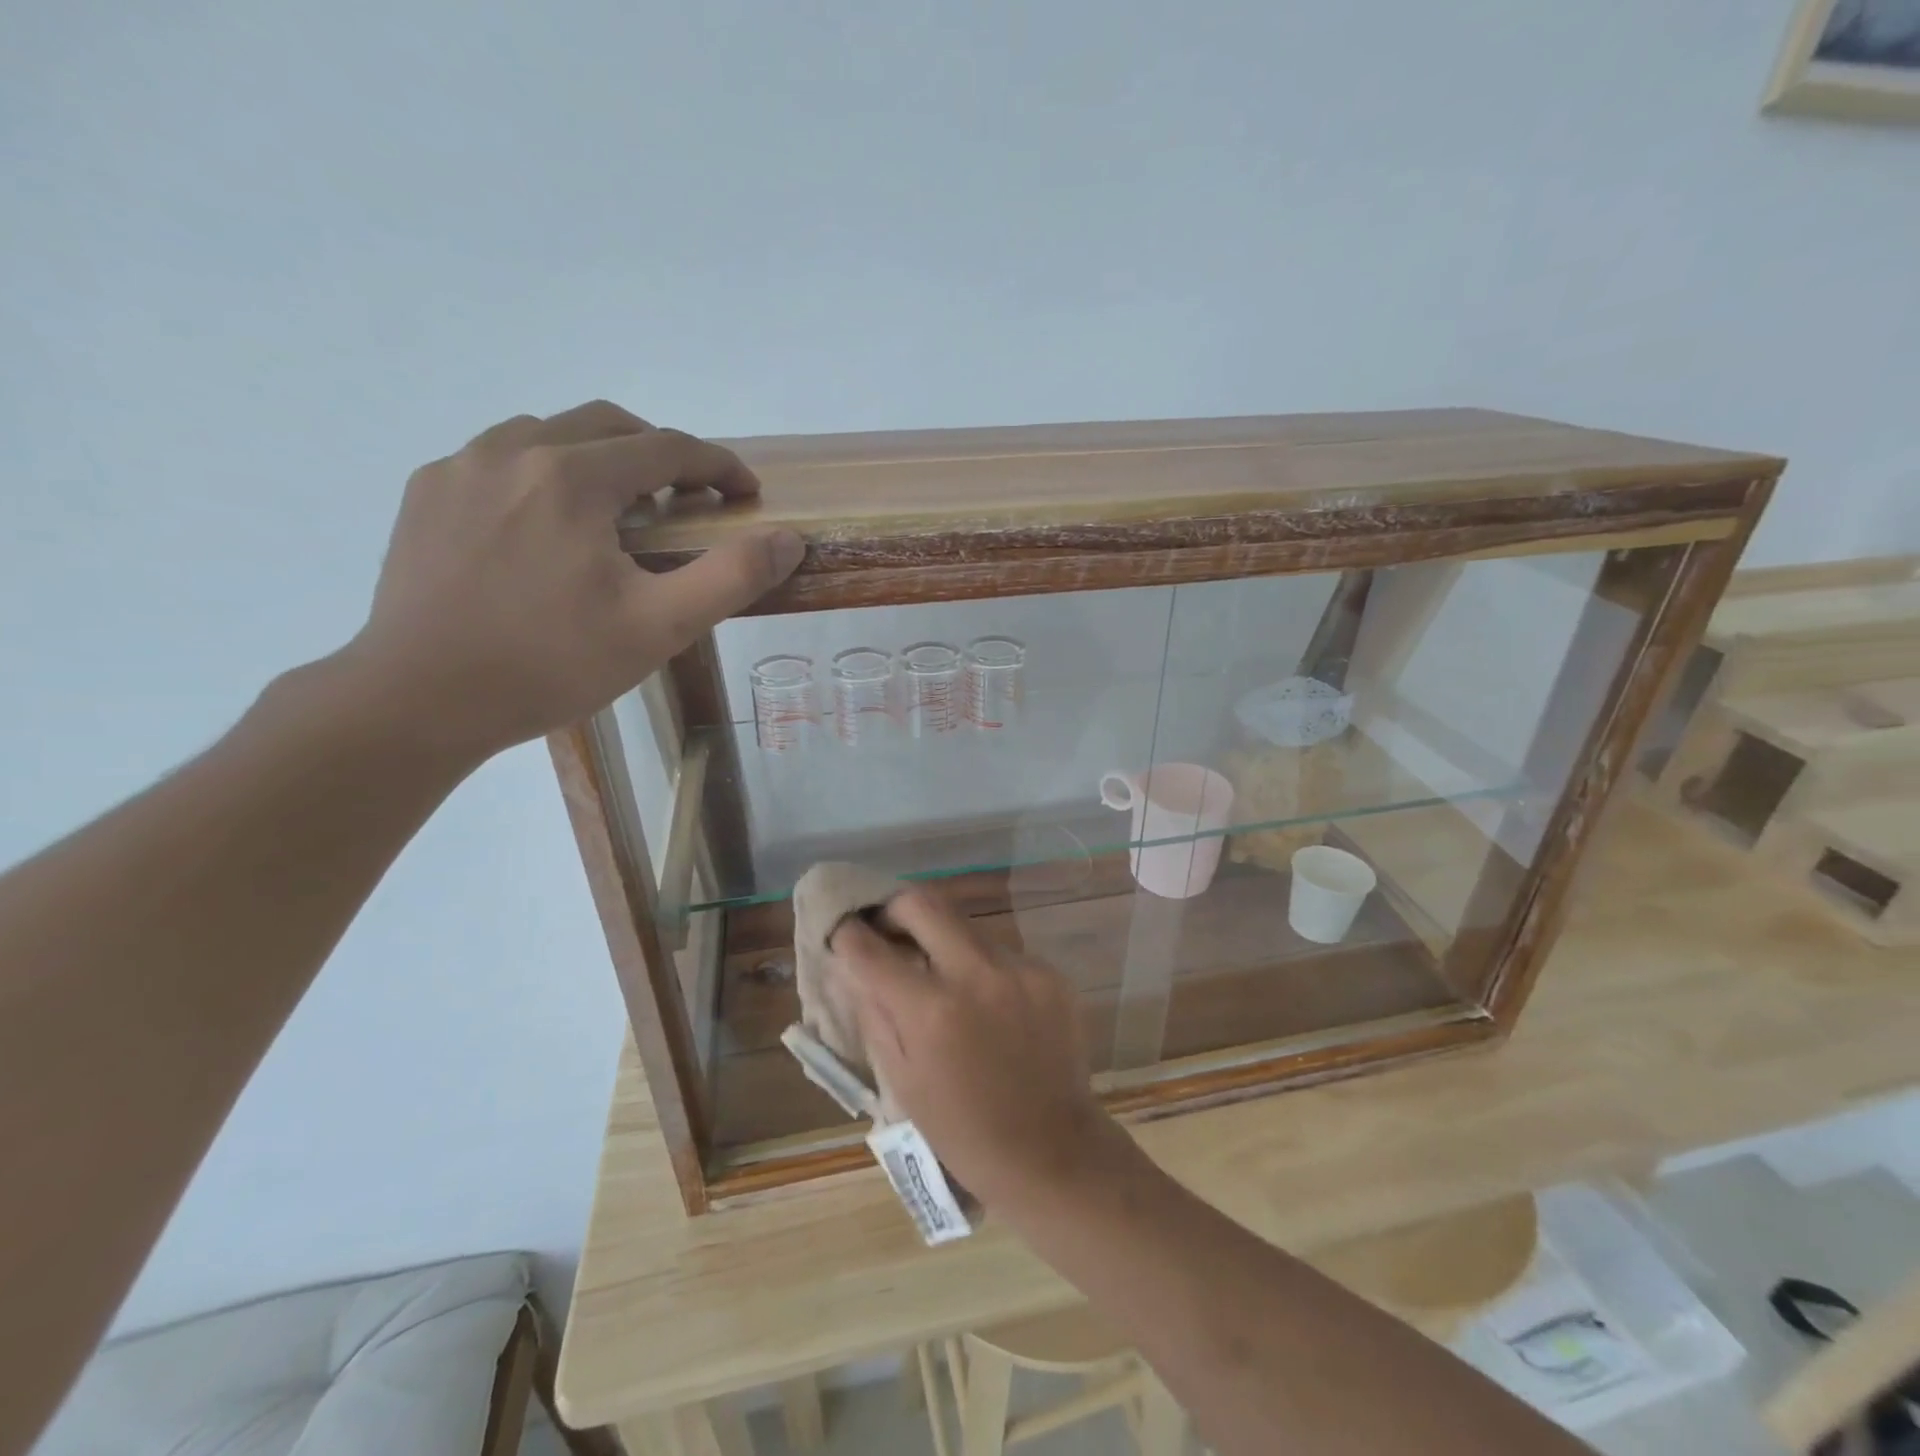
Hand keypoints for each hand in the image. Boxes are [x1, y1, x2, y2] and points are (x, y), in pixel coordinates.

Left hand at [342, 402, 802, 759]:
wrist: (419, 699)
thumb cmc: (551, 664)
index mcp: (572, 477)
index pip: (667, 448)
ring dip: (600, 458)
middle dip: (661, 454)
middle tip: (688, 501)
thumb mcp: (659, 626)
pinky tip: (549, 526)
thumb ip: (731, 576)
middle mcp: (512, 450)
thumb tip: (787, 538)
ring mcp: (459, 467)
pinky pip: (500, 458)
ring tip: (618, 513)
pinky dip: (545, 474)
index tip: (746, 494)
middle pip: (608, 425)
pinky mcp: (425, 493)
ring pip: (550, 434)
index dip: (719, 466)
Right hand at [832, 887, 1132, 1212]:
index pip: (870, 949)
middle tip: (888, 927)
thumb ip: (874, 1014)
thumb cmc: (963, 1130)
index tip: (842, 928)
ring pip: (966, 925)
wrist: (1052, 1151)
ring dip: (943, 939)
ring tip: (941, 974)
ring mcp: (1019, 969)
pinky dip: (983, 966)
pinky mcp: (1050, 974)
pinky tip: (987, 1002)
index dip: (847, 933)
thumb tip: (854, 966)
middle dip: (895, 908)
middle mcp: (975, 975)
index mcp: (930, 1012)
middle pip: (923, 903)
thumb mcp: (902, 1081)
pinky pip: (1002, 952)